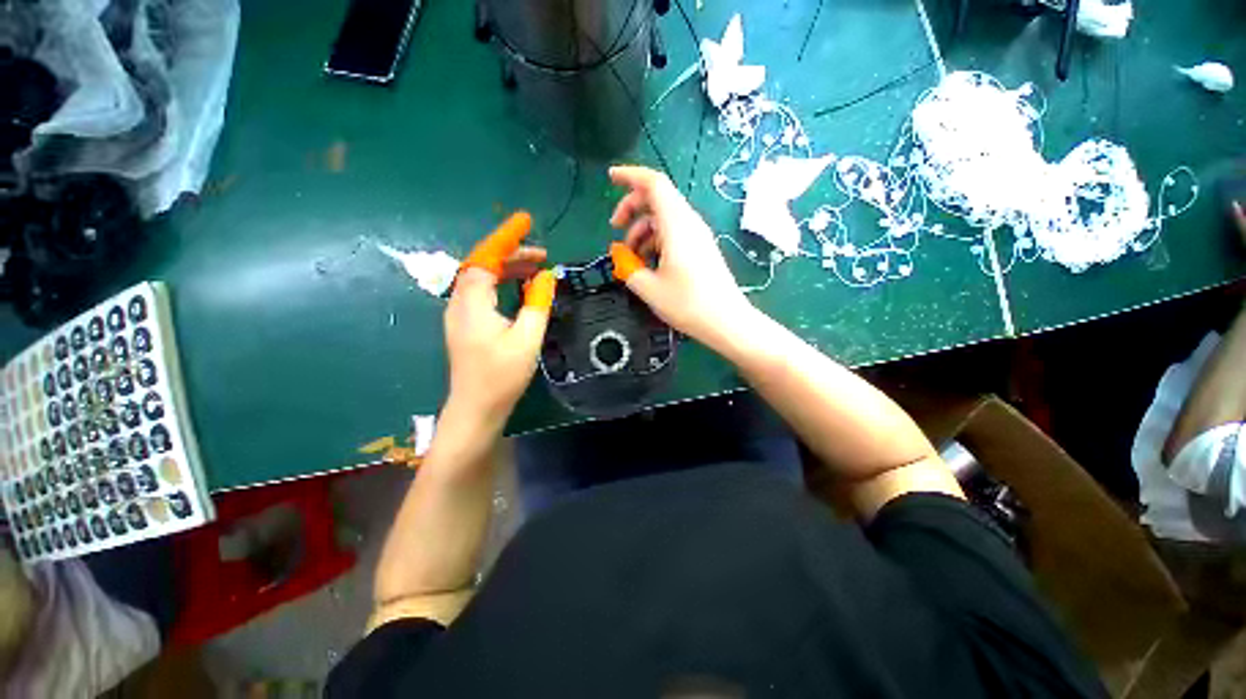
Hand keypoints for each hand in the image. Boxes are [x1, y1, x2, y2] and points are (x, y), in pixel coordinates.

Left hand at [445, 211, 555, 427]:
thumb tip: (547, 276)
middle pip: (482, 265)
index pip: (486, 258)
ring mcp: (460, 314)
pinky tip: (520, 287)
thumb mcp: (527, 338)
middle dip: (512, 254)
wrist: (476, 408)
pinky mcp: (466, 324)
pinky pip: (483, 292)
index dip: (505, 237)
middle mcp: (460, 302)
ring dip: (508, 269)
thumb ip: (537, 304)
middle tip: (542, 254)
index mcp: (472, 303)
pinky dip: (502, 283)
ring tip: (537, 268)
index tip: (526, 220)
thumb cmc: (502, 376)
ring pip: (482, 279)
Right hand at [607, 165, 755, 347]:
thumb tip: (619, 255)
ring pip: (664, 217)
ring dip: (642, 229)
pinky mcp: (700, 248)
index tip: (610, 179)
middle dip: (631, 208)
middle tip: (615, 228)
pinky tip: (649, 263)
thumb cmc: (688, 304)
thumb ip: (628, 267)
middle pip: (657, 198)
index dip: (630, 176)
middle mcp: (689, 223)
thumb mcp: (649, 288)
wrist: (727, 321)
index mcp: (676, 225)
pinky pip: (674, 232)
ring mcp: (697, 235)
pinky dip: (655, 239)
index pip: (654, 183)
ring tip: (631, 256)